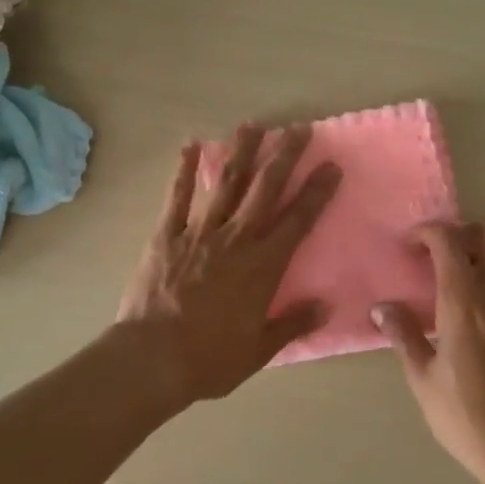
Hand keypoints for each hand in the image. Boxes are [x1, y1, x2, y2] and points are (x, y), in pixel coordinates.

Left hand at [118, 124, 340, 406]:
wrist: (153, 358)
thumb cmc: (211, 358)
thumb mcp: (260, 349)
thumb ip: (294, 323)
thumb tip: (326, 305)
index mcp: (263, 266)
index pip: (298, 220)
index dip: (317, 192)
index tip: (331, 165)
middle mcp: (236, 240)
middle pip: (265, 190)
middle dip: (284, 157)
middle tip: (298, 129)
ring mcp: (199, 233)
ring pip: (226, 184)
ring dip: (241, 152)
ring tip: (253, 125)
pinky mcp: (166, 236)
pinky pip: (177, 198)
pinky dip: (184, 171)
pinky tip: (190, 146)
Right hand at [373, 220, 484, 483]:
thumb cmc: (464, 416)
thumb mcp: (422, 378)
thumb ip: (403, 334)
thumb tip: (381, 308)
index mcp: (463, 302)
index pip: (447, 240)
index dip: (428, 232)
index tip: (413, 247)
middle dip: (466, 232)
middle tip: (448, 254)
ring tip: (477, 270)